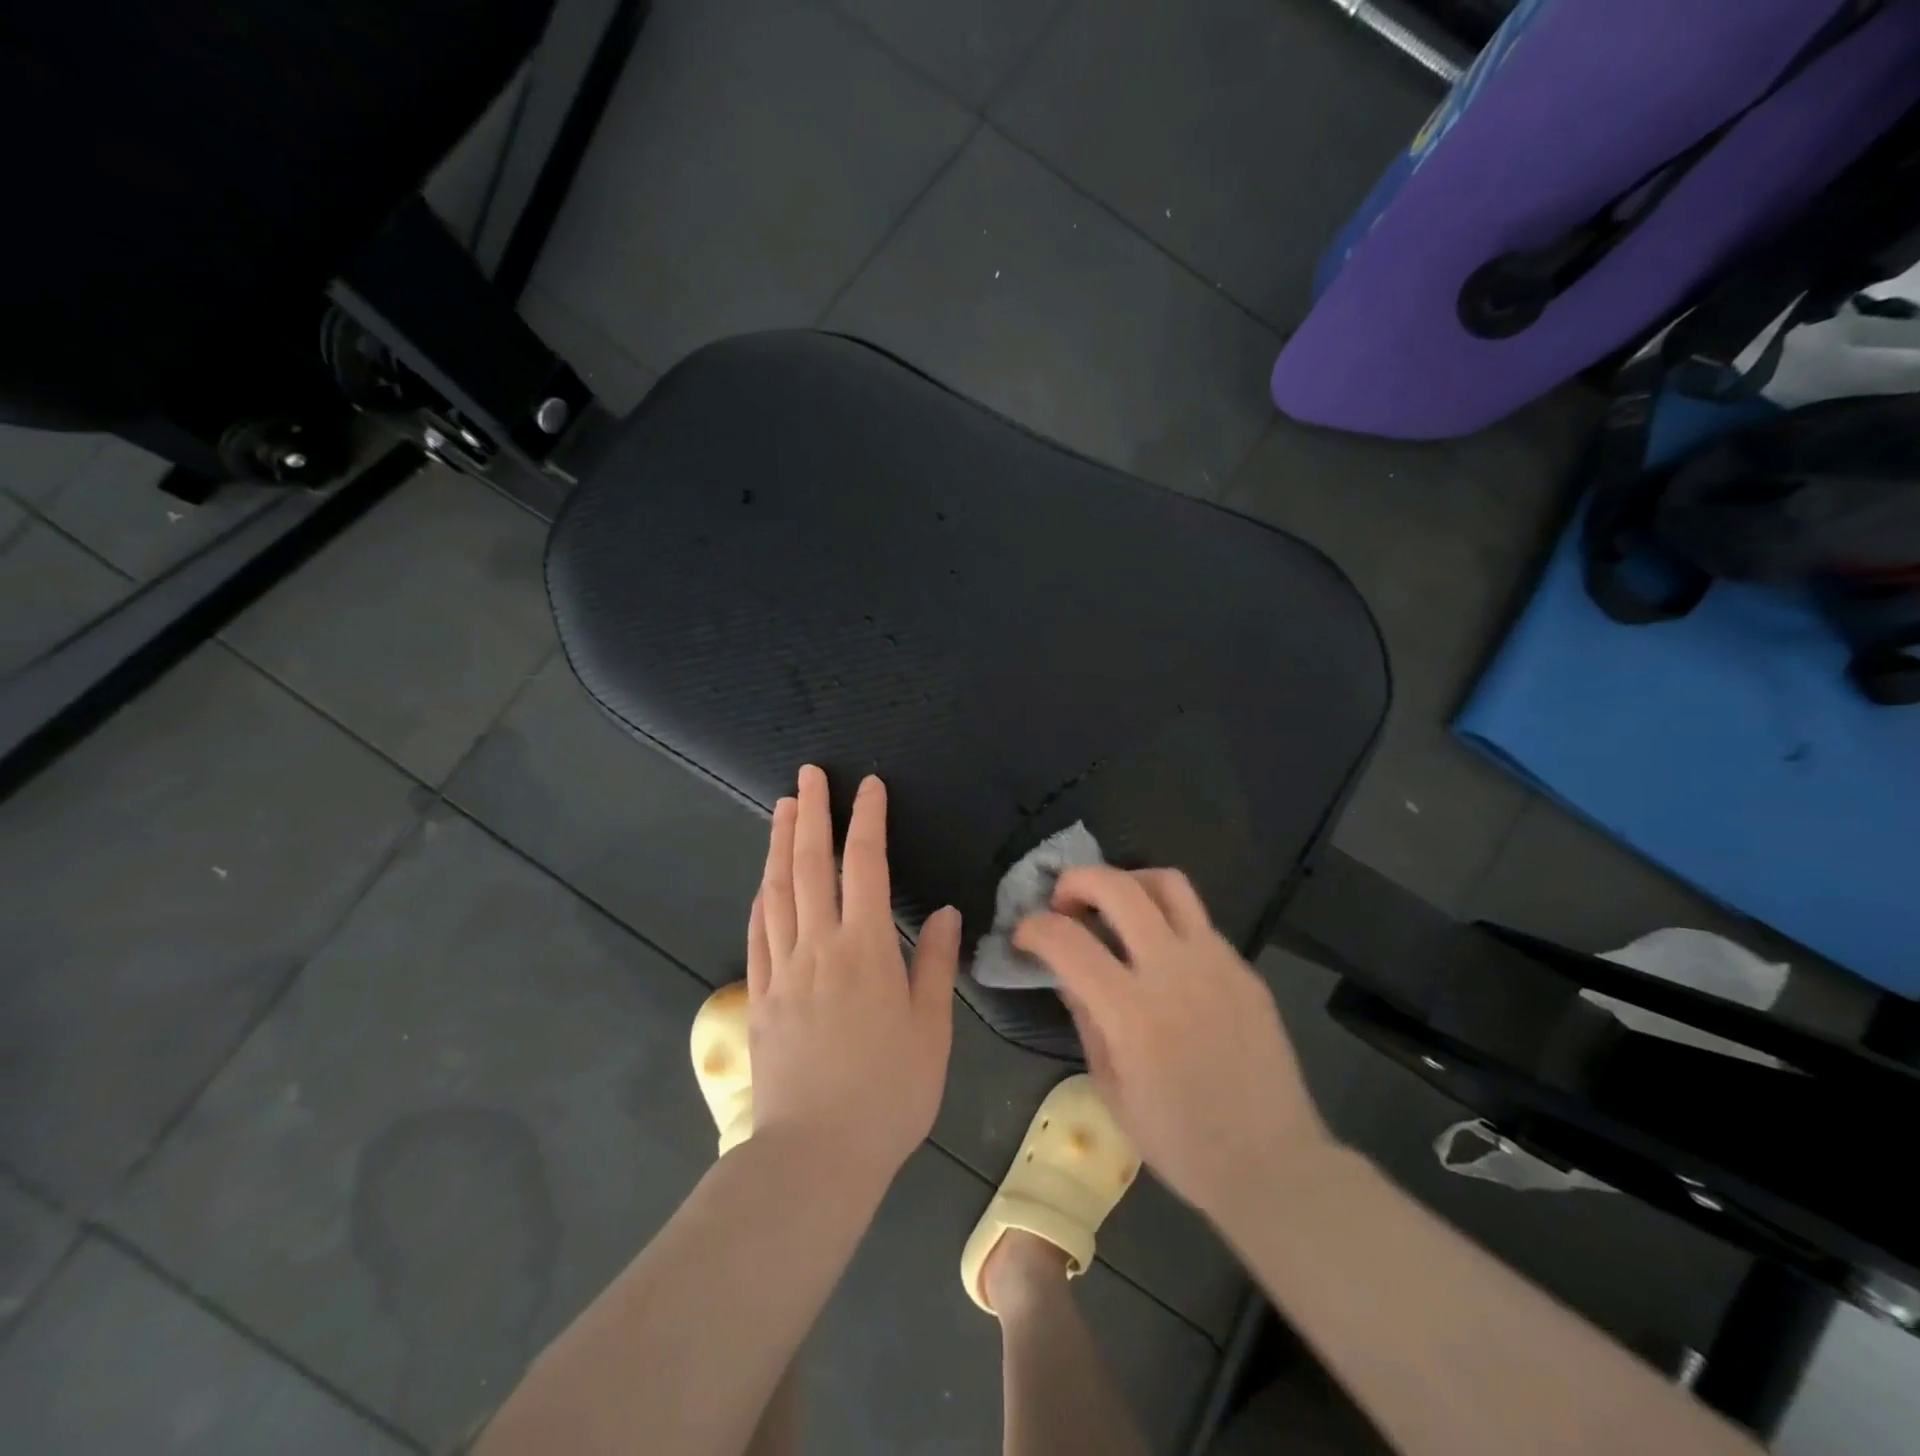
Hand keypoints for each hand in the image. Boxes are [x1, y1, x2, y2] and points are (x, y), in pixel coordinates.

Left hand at [747, 765, 960, 1184]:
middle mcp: (818, 947)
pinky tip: (764, 882)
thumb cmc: (888, 1094)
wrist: (816, 1156)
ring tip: (782, 807)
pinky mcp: (760, 997)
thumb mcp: (930, 1030)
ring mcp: (782, 970)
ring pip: (777, 891)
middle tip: (808, 774)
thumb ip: (934, 964)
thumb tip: (941, 911)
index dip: (866, 820)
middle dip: (811, 813)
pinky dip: (762, 898)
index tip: (867, 785)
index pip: (865, 866)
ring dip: (779, 844)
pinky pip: (758, 934)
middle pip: (810, 866)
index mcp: (865, 949)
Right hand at [1014, 866, 1331, 1216]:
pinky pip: (1198, 922)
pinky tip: (1161, 954)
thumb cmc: (1181, 1142)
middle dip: (1077, 880)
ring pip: (1168, 883)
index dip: (1034, 928)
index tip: (1024, 935)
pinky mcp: (1244, 969)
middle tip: (1064, 901)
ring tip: (1114, 906)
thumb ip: (1086, 1021)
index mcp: (1132, 1013)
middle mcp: (1174, 972)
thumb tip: (1068, 976)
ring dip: (1128, 882)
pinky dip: (1166, 921)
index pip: (1067, 941)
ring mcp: (1216, 963)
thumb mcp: (1111, 1090)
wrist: (1273, 1164)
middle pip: (1118, 888)